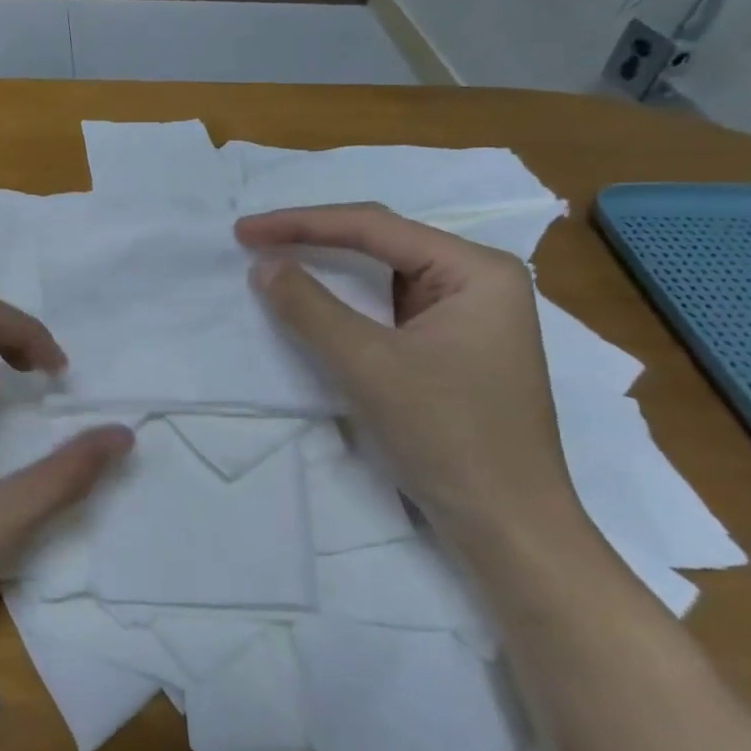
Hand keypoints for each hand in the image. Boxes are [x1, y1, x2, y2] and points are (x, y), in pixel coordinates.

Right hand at [236, 203, 578, 538]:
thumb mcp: (368, 365)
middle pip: (381, 243)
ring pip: (382, 276)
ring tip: (275, 261)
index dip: (301, 224)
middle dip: (315, 238)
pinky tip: (313, 304)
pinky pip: (387, 309)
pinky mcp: (451, 348)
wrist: (507, 527)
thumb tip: (263, 265)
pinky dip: (345, 305)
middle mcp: (477, 281)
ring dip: (328, 270)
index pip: (374, 227)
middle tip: (254, 240)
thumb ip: (310, 307)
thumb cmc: (448, 436)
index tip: (244, 231)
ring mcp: (467, 316)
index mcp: (476, 270)